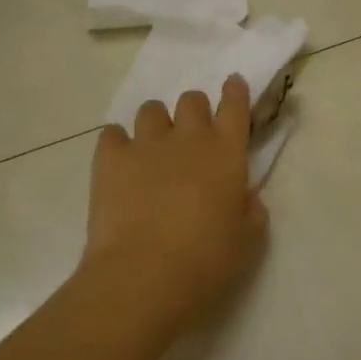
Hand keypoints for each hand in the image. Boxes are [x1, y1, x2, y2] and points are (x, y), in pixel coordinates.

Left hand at [84, 76, 268, 331]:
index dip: (235, 92)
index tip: (233, 84)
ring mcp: (146, 144)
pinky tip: (120, 162)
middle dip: (194, 112)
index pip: (235, 105)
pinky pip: (112, 133)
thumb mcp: (248, 241)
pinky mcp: (110, 158)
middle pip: (192, 100)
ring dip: (157, 123)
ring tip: (153, 149)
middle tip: (191, 137)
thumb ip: (250, 210)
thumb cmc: (206, 261)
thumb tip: (244, 197)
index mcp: (227, 153)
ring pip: (151, 110)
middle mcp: (188, 138)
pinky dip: (118, 142)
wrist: (144, 274)